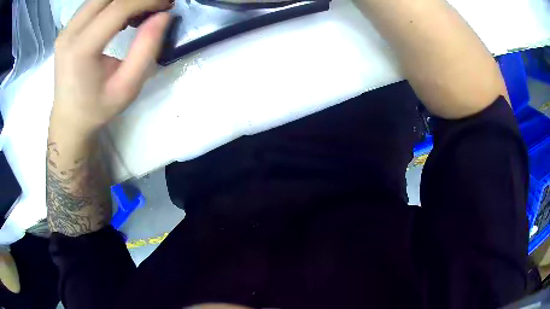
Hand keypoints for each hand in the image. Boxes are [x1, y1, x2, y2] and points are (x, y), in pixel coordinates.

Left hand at [51, 0, 171, 136]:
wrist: (69, 119)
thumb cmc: (96, 109)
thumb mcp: (127, 87)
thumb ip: (146, 50)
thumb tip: (163, 15)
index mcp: (81, 50)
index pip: (117, 8)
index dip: (146, 0)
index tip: (167, 4)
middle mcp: (69, 33)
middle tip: (155, 5)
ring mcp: (66, 29)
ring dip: (124, 0)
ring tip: (140, 11)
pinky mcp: (67, 29)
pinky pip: (94, 4)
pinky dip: (113, 4)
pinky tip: (123, 16)